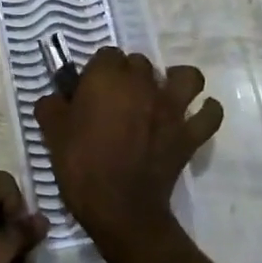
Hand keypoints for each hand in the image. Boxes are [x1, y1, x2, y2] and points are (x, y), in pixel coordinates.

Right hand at [34, 48, 222, 248]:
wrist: (119, 208)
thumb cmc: (81, 164)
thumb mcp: (51, 132)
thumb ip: (52, 106)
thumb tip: (56, 98)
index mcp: (107, 77)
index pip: (105, 55)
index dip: (97, 71)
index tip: (88, 90)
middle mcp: (143, 84)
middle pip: (141, 63)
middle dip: (129, 74)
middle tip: (116, 99)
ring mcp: (172, 108)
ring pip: (187, 77)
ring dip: (177, 81)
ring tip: (164, 94)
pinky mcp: (189, 134)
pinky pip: (210, 115)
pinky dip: (206, 111)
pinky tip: (195, 115)